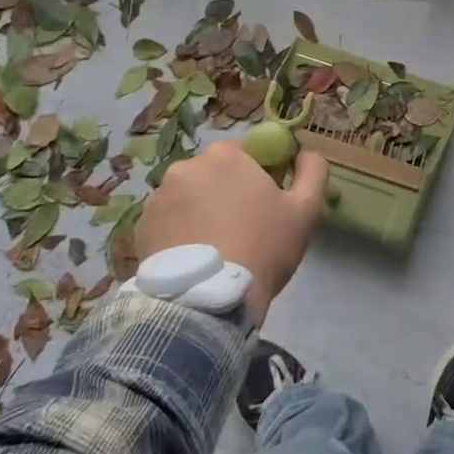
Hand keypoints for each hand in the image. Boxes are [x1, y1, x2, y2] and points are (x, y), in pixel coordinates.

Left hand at [135, 140, 327, 323]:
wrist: (208, 302)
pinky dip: (182, 232)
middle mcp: (186, 166)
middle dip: (231, 192)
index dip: (263, 174)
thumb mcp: (305, 209)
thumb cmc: (263, 247)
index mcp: (225, 154)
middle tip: (247, 227)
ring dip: (204, 211)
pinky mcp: (141, 227)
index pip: (250, 151)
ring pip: (191, 197)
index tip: (270, 202)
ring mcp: (158, 197)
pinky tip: (196, 258)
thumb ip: (313, 170)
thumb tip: (304, 153)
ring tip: (218, 248)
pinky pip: (170, 221)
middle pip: (217, 173)